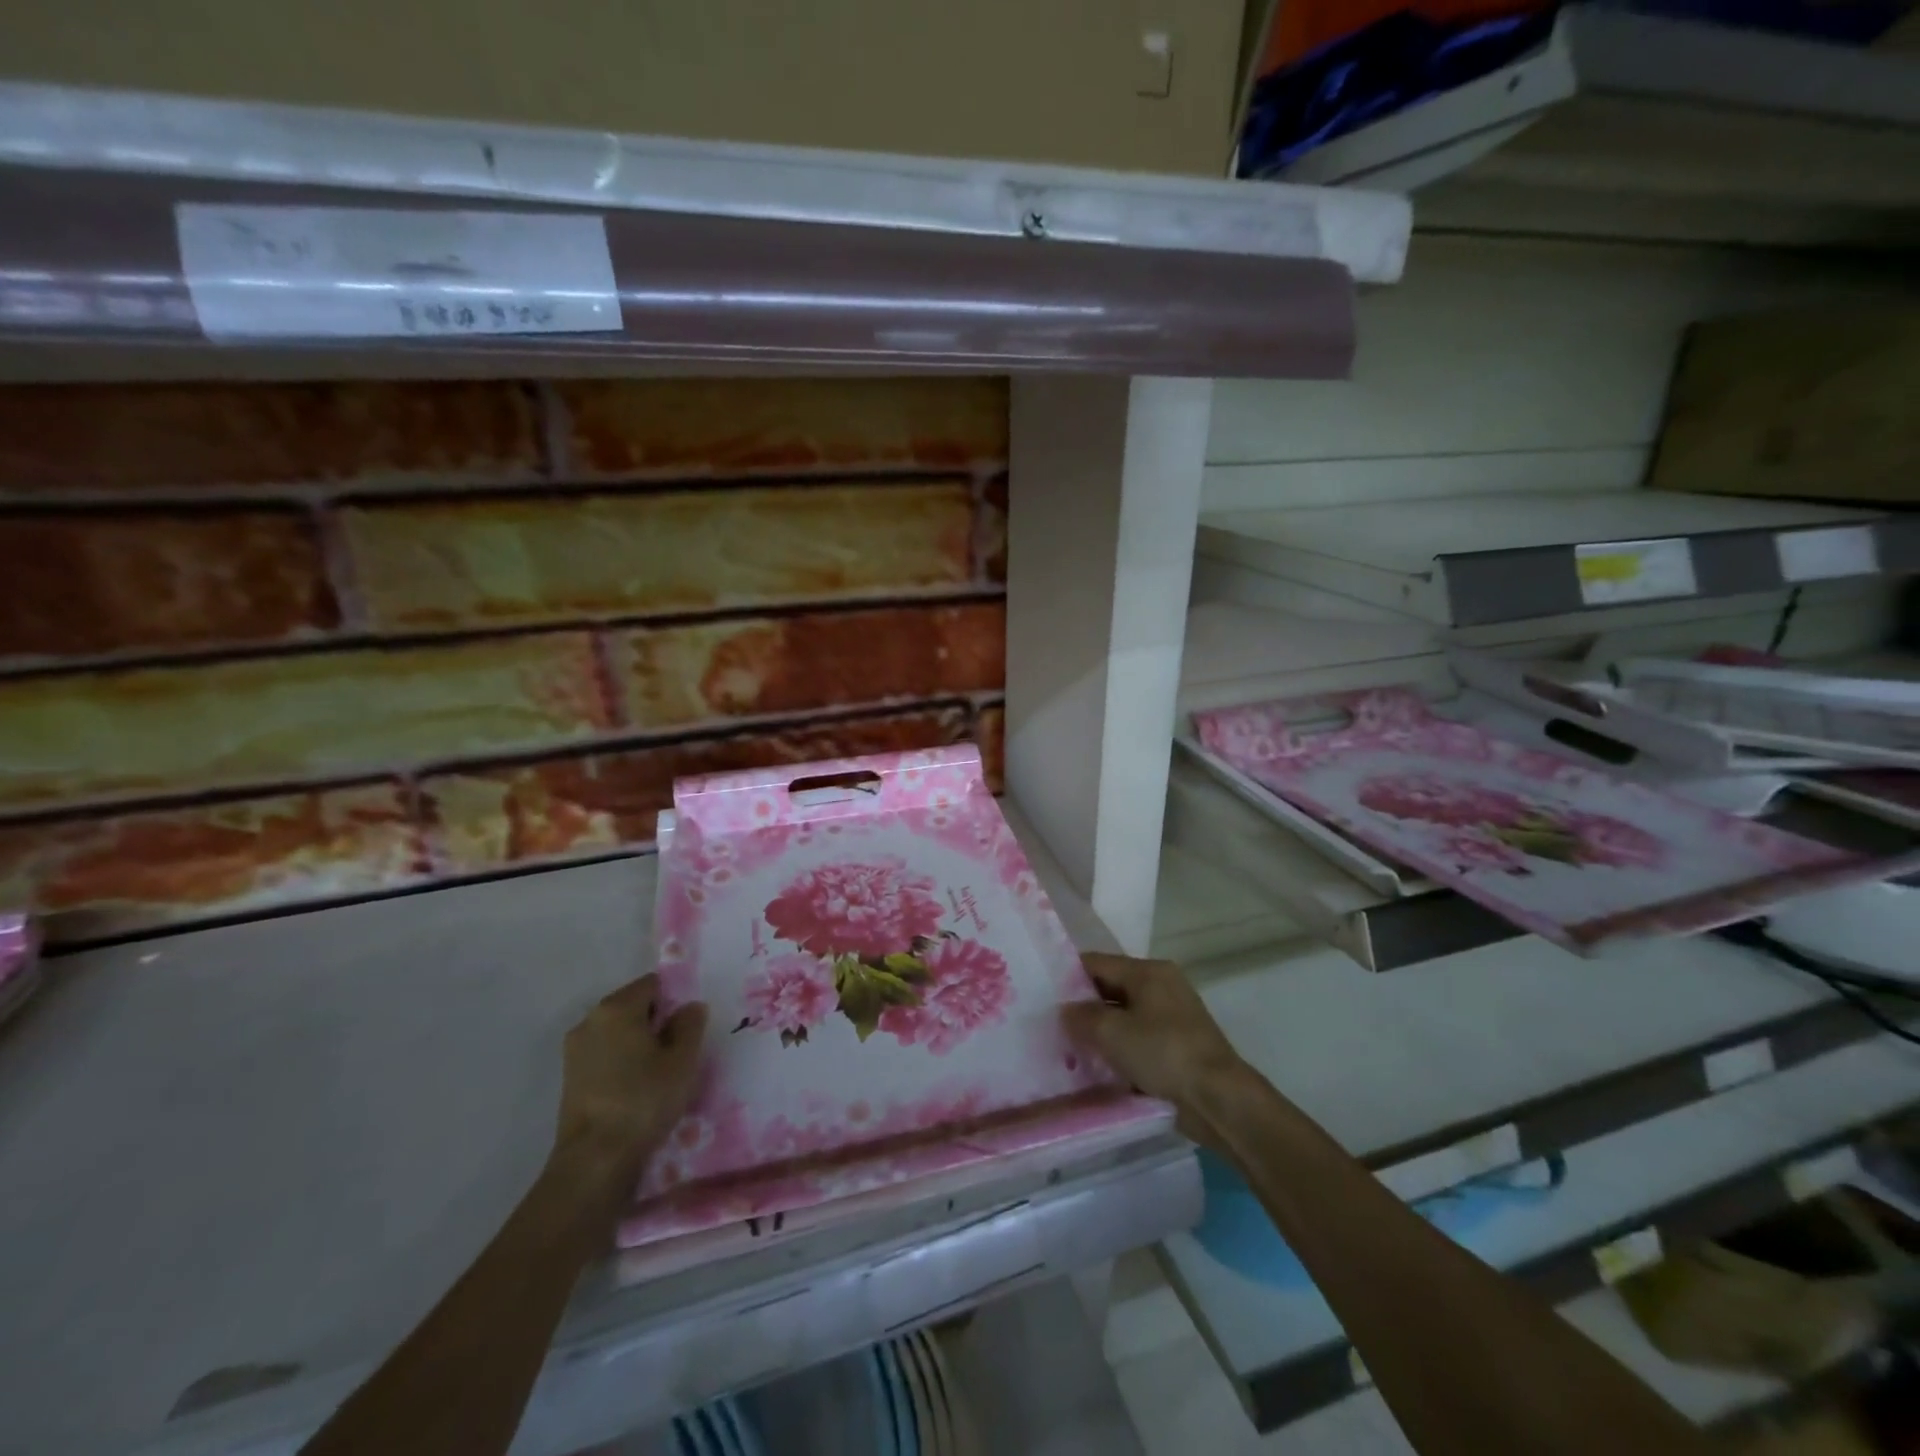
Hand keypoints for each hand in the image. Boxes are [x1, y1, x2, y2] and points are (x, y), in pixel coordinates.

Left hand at [551, 974, 707, 1195]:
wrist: (594, 1160)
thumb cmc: (644, 1100)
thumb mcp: (683, 1060)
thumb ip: (690, 1024)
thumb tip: (689, 1007)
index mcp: (617, 1008)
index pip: (653, 984)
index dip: (675, 1000)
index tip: (689, 1028)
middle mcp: (590, 1020)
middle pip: (633, 1006)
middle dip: (657, 1021)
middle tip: (679, 1050)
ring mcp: (575, 1050)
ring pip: (618, 1032)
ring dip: (639, 1043)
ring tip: (659, 1072)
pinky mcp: (570, 1077)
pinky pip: (605, 1054)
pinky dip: (622, 1062)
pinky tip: (637, 1088)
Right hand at [1062, 954, 1247, 1115]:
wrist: (1219, 1099)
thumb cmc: (1163, 1053)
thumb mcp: (1112, 1033)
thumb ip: (1082, 1017)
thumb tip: (1066, 1011)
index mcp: (1149, 971)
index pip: (1097, 962)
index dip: (1068, 976)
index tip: (1042, 995)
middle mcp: (1162, 986)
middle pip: (1111, 989)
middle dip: (1084, 1007)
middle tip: (1053, 1026)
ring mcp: (1173, 1017)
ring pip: (1124, 1017)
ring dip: (1102, 1032)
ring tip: (1071, 1050)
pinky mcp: (1179, 1047)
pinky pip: (1139, 1040)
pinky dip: (1121, 1050)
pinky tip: (1100, 1068)